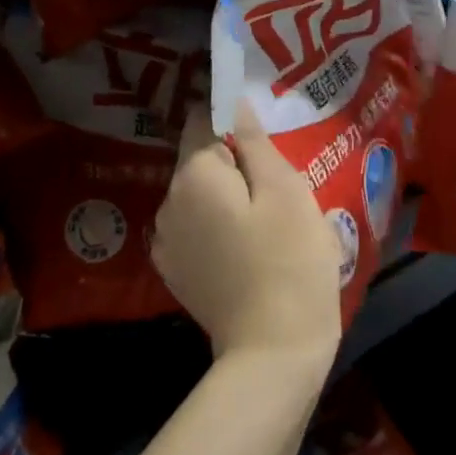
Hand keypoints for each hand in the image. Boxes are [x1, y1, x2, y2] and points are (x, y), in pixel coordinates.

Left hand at [153, 101, 342, 374]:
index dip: (231, 115)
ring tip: (268, 211)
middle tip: (278, 176)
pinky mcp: (176, 272)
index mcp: (192, 176)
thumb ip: (255, 141)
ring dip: (227, 193)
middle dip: (234, 159)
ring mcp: (166, 243)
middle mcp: (167, 203)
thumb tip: (234, 101)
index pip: (202, 120)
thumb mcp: (284, 190)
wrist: (273, 353)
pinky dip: (218, 223)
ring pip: (199, 194)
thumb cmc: (289, 259)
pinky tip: (250, 242)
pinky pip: (196, 226)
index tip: (263, 129)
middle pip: (200, 159)